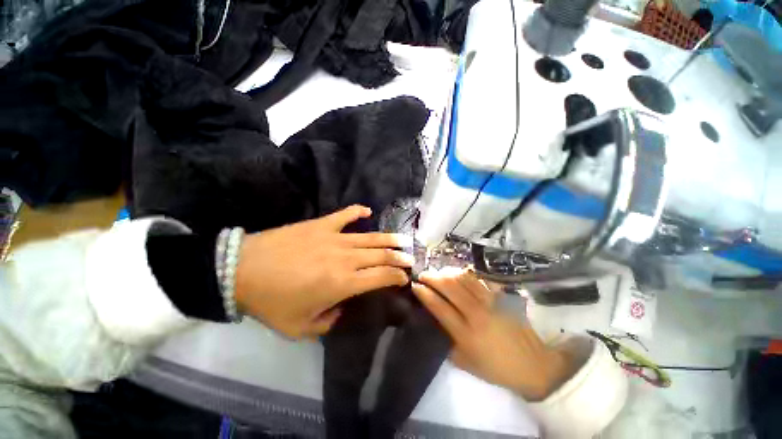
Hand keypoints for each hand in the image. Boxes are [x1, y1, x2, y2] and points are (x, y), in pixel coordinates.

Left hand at [235, 205, 413, 338]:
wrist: (242, 270)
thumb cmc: (272, 302)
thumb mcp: (300, 327)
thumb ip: (328, 323)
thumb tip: (342, 310)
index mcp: (343, 283)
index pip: (381, 277)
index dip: (397, 277)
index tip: (404, 278)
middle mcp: (346, 258)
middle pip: (381, 255)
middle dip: (399, 257)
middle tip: (410, 258)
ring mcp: (334, 238)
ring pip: (370, 237)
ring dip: (389, 239)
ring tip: (403, 240)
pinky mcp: (322, 225)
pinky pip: (345, 215)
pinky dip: (357, 211)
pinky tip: (367, 211)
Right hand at [412, 268, 574, 400]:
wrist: (535, 366)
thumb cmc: (496, 368)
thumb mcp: (465, 363)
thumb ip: (446, 342)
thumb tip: (433, 322)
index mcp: (465, 333)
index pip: (438, 306)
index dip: (424, 293)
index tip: (415, 285)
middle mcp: (476, 313)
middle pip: (449, 286)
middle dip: (432, 277)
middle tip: (424, 274)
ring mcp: (491, 302)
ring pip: (464, 278)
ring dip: (447, 272)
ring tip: (439, 272)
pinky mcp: (502, 297)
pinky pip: (480, 279)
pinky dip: (467, 273)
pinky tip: (459, 273)